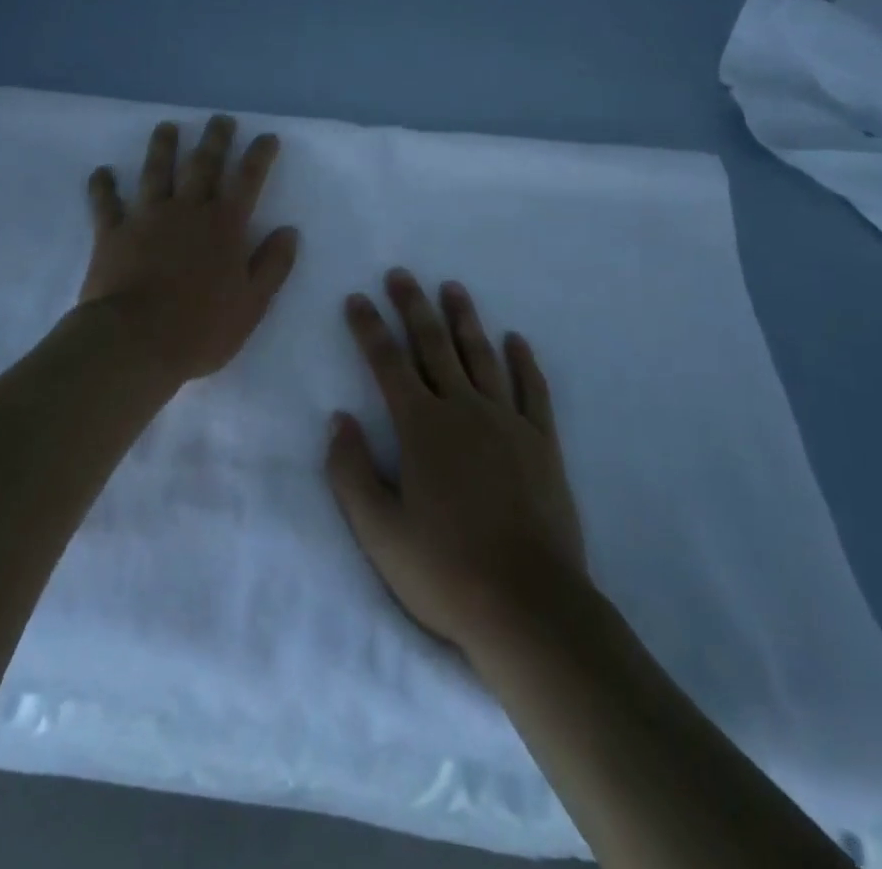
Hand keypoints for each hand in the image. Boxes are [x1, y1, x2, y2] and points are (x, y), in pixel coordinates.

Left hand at [80, 115, 299, 385]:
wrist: (135, 342)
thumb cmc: (201, 328)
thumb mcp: (252, 304)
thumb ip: (272, 265)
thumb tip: (289, 231)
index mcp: (225, 225)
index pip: (248, 179)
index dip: (259, 155)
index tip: (267, 137)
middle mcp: (187, 210)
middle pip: (203, 164)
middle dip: (215, 139)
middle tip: (220, 120)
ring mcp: (147, 217)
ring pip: (156, 171)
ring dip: (163, 147)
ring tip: (167, 127)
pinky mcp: (112, 233)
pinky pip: (106, 202)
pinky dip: (103, 186)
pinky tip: (101, 172)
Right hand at [326, 269, 586, 655]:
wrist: (529, 606)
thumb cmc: (445, 572)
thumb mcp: (379, 532)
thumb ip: (352, 471)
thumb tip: (339, 419)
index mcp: (421, 428)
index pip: (388, 362)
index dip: (369, 328)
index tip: (357, 298)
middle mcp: (464, 410)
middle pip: (434, 345)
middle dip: (413, 306)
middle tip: (401, 274)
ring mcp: (507, 422)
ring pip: (482, 356)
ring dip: (464, 319)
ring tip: (452, 288)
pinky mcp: (542, 442)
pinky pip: (532, 389)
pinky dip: (524, 361)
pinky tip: (516, 339)